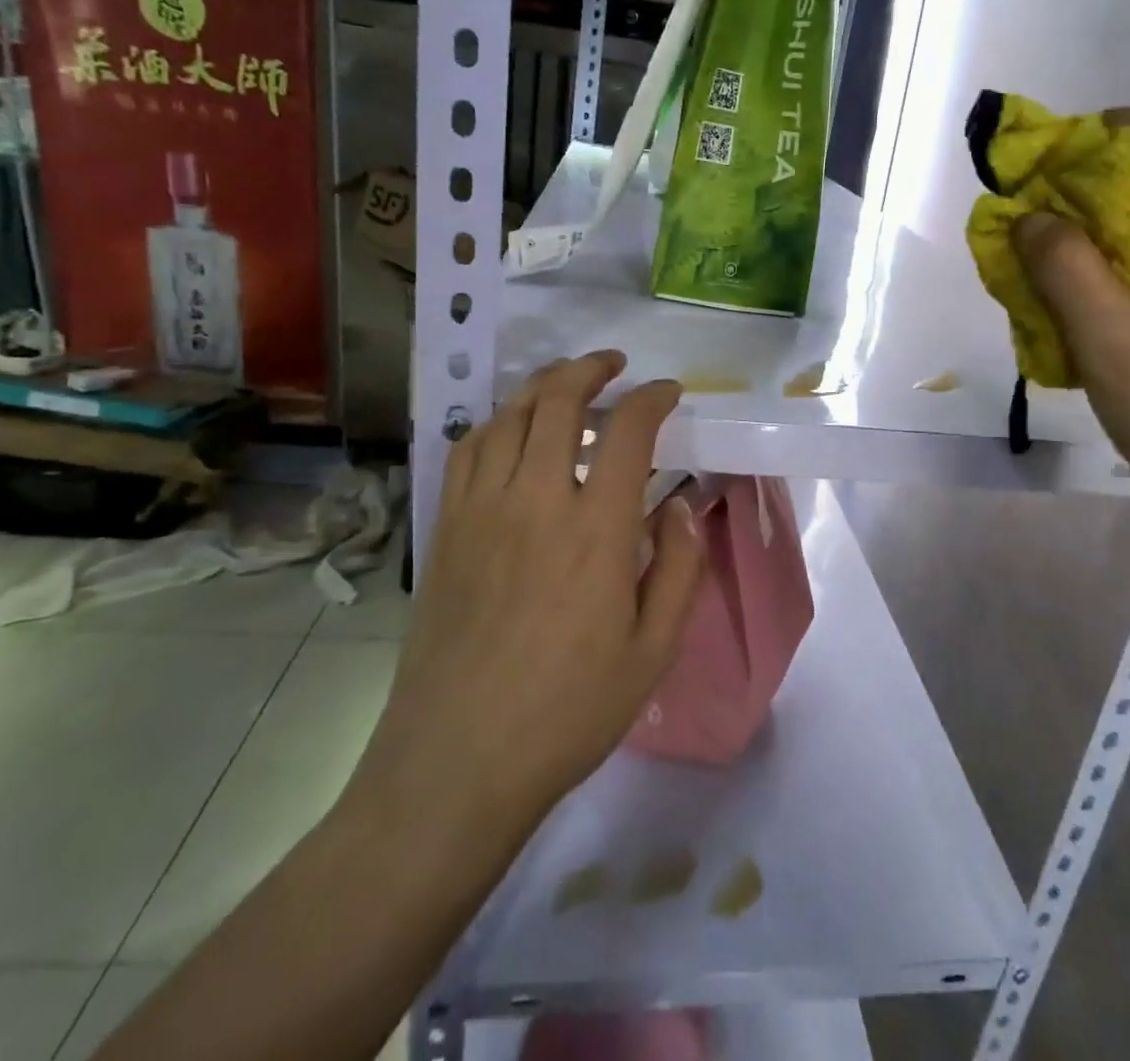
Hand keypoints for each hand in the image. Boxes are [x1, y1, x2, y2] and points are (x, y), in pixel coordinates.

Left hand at [351, 352, 704, 840]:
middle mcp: (536, 501)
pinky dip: (498, 422)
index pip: (628, 431)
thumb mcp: (654, 650)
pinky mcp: (446, 528)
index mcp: (597, 530)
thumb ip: (680, 566)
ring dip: (543, 385)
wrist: (457, 762)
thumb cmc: (569, 711)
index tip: (668, 393)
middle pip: (559, 401)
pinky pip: (469, 450)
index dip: (652, 399)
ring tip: (568, 382)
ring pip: (510, 416)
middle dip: (592, 369)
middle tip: (615, 366)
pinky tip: (513, 430)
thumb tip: (682, 505)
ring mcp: (482, 510)